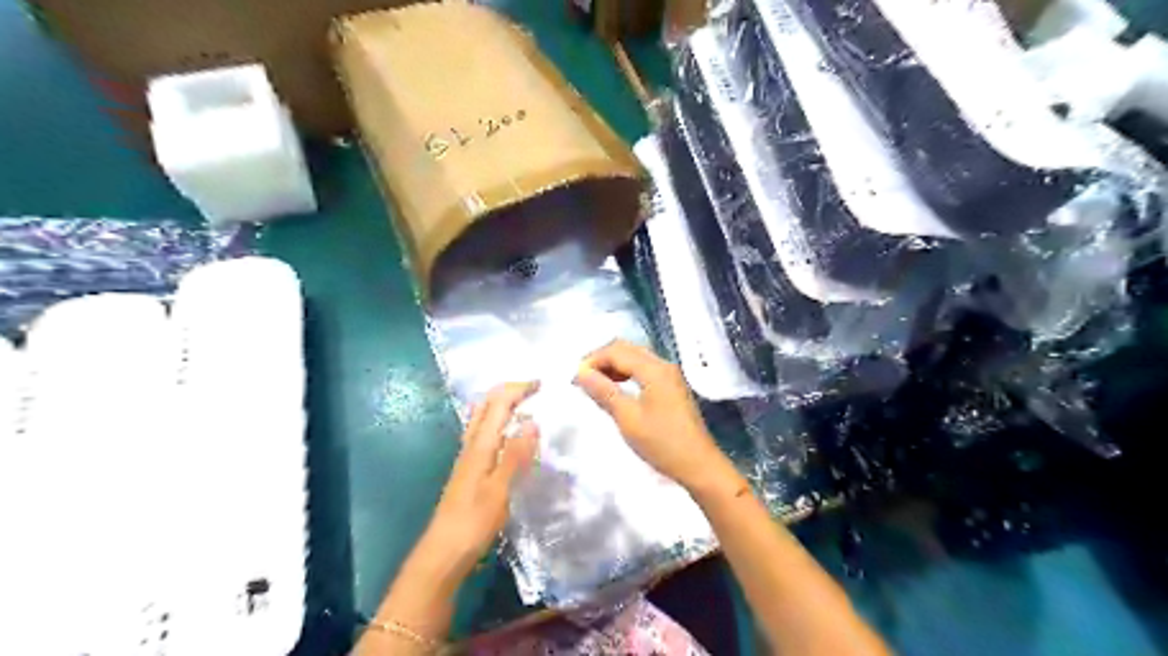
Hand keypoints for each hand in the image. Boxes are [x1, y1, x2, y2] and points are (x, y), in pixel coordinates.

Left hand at [426, 378, 542, 578]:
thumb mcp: (500, 489)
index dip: (519, 388)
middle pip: (487, 404)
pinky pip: (485, 432)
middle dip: (509, 390)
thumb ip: (515, 454)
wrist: (444, 552)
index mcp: (480, 445)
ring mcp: (468, 456)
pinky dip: (499, 421)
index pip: (498, 403)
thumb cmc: (473, 522)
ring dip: (503, 403)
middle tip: (535, 389)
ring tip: (526, 404)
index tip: (543, 384)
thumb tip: (532, 419)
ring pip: (483, 417)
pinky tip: (510, 434)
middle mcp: (471, 444)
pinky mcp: (469, 468)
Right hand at [574, 342, 731, 494]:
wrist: (699, 465)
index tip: (574, 379)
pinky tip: (615, 389)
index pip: (616, 351)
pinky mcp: (671, 386)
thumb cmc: (662, 443)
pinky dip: (626, 373)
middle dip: (602, 359)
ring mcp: (670, 375)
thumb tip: (581, 373)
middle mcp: (663, 365)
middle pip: (626, 349)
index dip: (593, 360)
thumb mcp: (628, 419)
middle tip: (582, 379)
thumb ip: (604, 392)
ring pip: (635, 358)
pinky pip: (643, 369)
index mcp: (654, 369)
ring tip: (594, 384)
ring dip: (613, 366)